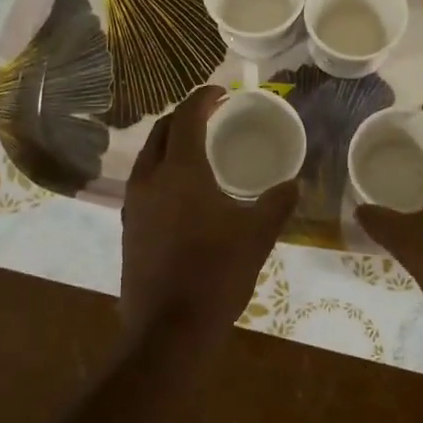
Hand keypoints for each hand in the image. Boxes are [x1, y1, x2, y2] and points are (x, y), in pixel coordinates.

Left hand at [120, 86, 297, 336]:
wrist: (168, 329)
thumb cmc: (216, 274)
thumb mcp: (257, 235)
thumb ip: (276, 203)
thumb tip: (294, 183)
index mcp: (180, 171)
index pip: (186, 117)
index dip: (203, 98)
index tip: (222, 92)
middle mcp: (149, 179)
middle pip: (161, 131)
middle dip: (184, 116)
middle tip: (211, 116)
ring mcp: (133, 204)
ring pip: (148, 157)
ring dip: (170, 143)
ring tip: (197, 149)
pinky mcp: (129, 227)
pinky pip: (144, 182)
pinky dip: (163, 170)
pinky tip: (183, 191)